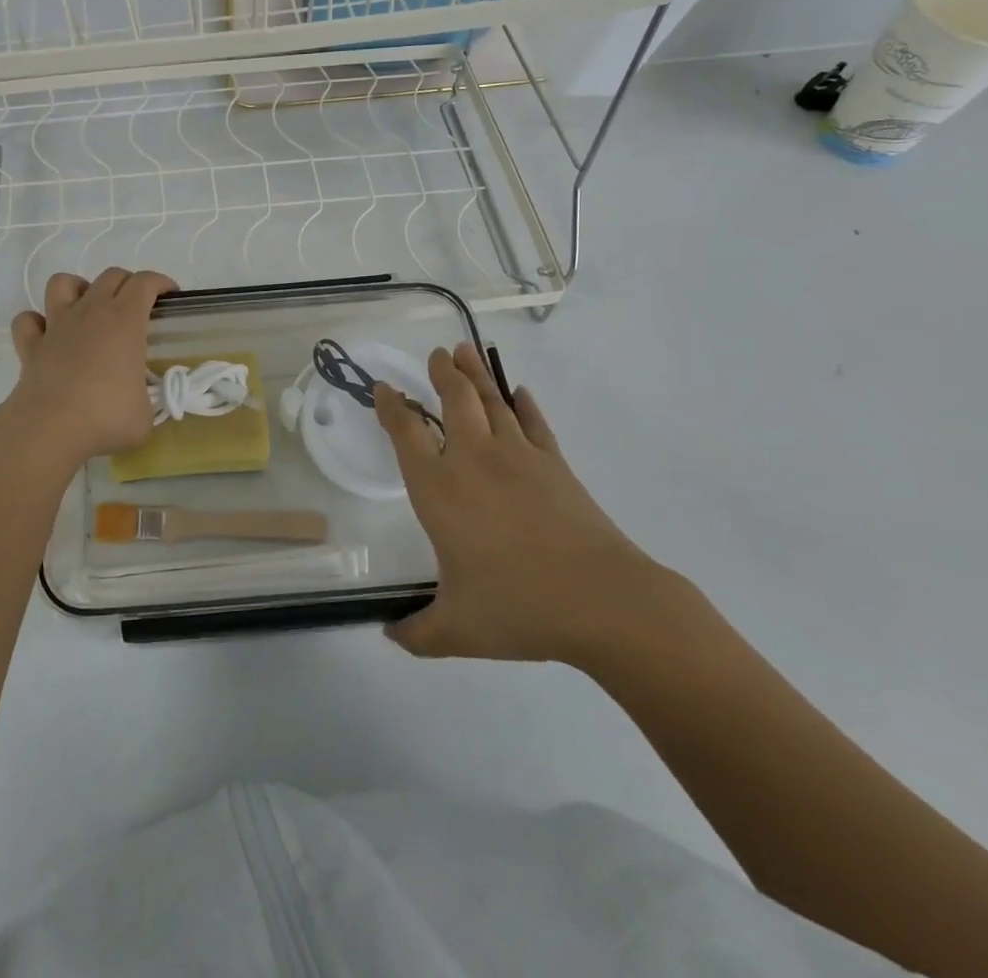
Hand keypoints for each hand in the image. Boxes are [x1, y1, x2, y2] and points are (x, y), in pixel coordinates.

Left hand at [0, 268, 177, 467]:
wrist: (50, 428)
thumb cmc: (106, 416)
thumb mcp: (145, 413)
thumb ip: (145, 399)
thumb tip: (138, 402)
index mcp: (125, 321)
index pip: (145, 283)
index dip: (160, 282)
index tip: (170, 296)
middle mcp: (91, 312)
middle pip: (110, 276)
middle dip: (127, 283)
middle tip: (136, 307)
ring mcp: (57, 325)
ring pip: (62, 283)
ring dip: (78, 289)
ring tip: (87, 309)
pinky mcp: (30, 346)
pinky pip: (28, 320)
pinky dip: (36, 322)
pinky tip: (47, 336)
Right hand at [374, 343, 672, 666]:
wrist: (604, 603)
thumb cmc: (519, 609)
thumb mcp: (456, 631)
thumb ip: (416, 633)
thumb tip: (389, 636)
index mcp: (439, 490)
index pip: (406, 434)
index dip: (391, 407)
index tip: (384, 388)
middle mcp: (472, 461)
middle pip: (453, 401)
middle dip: (441, 374)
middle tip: (435, 355)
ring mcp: (518, 457)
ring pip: (491, 402)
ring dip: (475, 375)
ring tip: (463, 352)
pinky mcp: (555, 464)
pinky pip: (534, 423)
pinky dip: (524, 404)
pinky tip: (519, 392)